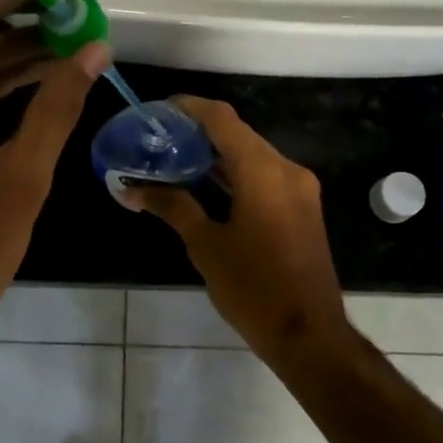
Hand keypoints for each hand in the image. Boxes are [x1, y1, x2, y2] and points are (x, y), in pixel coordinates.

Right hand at [130, 96, 348, 359]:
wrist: (308, 334)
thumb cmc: (253, 288)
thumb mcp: (206, 245)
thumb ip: (172, 207)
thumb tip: (134, 189)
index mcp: (263, 171)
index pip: (223, 120)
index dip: (190, 108)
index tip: (159, 110)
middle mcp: (286, 170)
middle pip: (239, 135)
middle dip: (200, 132)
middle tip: (159, 139)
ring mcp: (299, 190)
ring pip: (253, 156)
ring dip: (218, 155)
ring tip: (175, 159)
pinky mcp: (302, 210)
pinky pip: (265, 177)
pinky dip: (236, 174)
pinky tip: (207, 186)